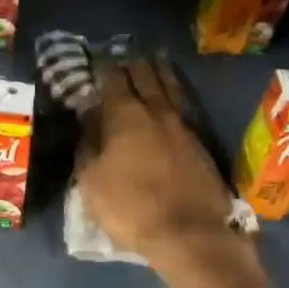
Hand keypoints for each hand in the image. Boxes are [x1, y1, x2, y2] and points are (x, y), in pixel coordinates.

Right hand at [75, 57, 285, 287]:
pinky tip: (171, 95)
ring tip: (152, 58)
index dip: (103, 68)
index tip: (96, 58)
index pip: (113, 82)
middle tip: (123, 52)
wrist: (189, 234)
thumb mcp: (92, 182)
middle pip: (145, 78)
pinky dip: (174, 93)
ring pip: (170, 88)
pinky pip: (184, 106)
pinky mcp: (200, 143)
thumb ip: (88, 147)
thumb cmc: (130, 209)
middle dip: (132, 63)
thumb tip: (88, 121)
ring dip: (158, 71)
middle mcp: (157, 113)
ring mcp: (183, 127)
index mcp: (126, 118)